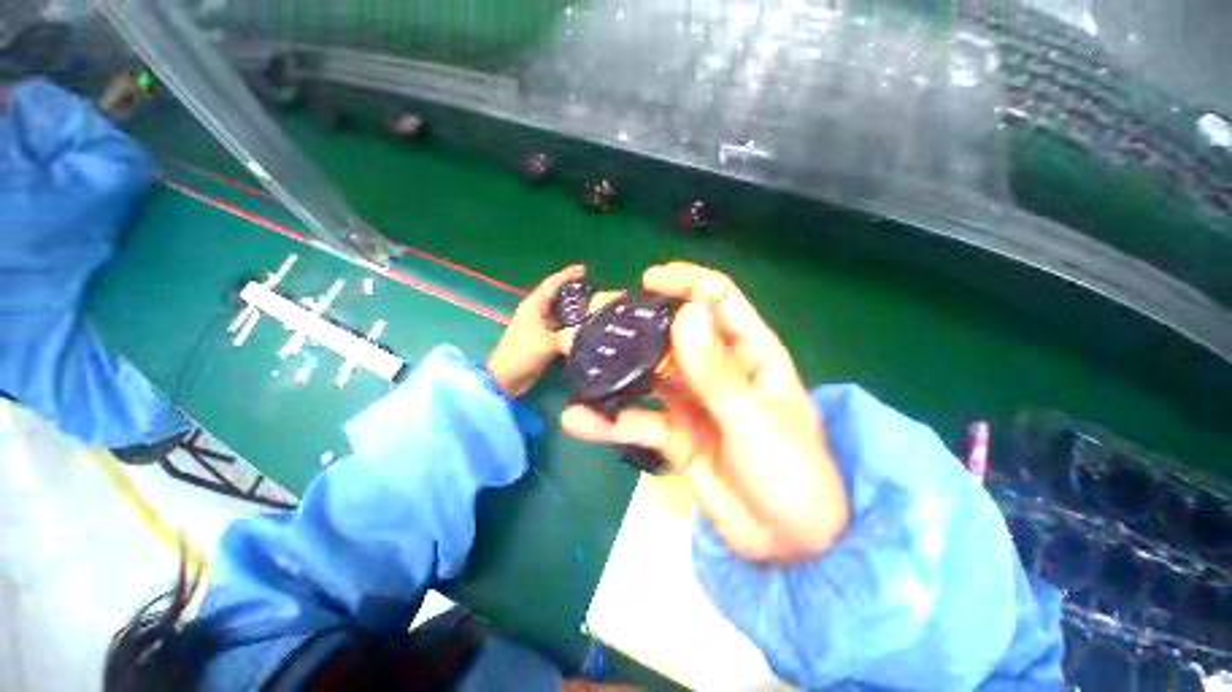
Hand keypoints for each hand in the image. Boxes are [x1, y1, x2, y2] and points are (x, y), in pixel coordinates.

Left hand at [486, 265, 618, 397]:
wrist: (506, 379)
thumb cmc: (522, 355)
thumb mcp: (548, 343)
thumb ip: (571, 335)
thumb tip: (593, 331)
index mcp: (534, 306)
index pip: (552, 284)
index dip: (567, 275)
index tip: (585, 270)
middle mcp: (537, 313)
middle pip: (559, 298)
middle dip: (576, 293)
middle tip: (597, 293)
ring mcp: (541, 327)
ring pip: (562, 315)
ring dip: (577, 312)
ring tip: (597, 310)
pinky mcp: (544, 341)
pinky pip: (563, 329)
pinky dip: (574, 328)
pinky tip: (588, 330)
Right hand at [561, 262, 849, 561]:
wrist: (790, 547)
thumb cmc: (793, 478)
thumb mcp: (756, 423)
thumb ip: (717, 373)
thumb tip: (686, 313)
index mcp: (750, 354)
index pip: (718, 301)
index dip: (686, 284)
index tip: (649, 280)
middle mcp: (716, 370)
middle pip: (671, 334)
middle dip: (633, 323)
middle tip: (592, 315)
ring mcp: (691, 402)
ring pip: (647, 374)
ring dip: (612, 367)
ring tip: (574, 356)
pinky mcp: (674, 435)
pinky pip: (638, 420)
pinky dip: (609, 420)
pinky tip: (578, 420)